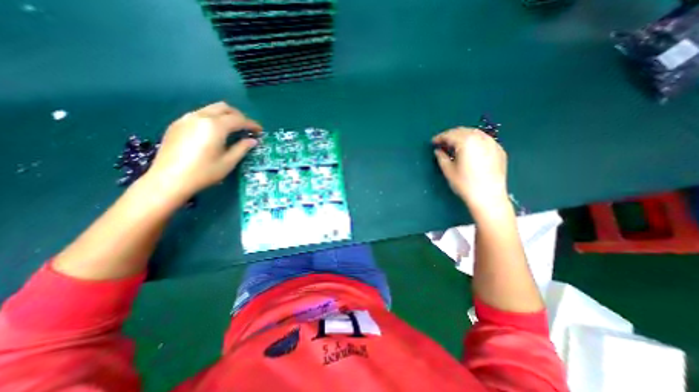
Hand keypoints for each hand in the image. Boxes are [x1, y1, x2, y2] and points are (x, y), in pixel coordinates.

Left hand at [144, 101, 261, 201]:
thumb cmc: (204, 173)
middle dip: (239, 116)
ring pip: (211, 109)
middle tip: (247, 128)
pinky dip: (212, 119)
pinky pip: (199, 115)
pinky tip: (214, 132)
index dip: (252, 124)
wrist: (168, 180)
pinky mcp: (177, 124)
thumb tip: (253, 140)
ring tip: (232, 130)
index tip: (260, 131)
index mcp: (215, 126)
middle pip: (224, 108)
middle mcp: (200, 117)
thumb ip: (242, 148)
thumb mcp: (228, 162)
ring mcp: (186, 119)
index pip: (239, 119)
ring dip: (225, 116)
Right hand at [432, 127, 508, 207]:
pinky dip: (474, 140)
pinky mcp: (499, 150)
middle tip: (443, 142)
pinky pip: (484, 139)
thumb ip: (441, 157)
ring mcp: (492, 143)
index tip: (433, 142)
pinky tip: (470, 149)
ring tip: (455, 145)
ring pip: (475, 133)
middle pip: (463, 131)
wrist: (488, 197)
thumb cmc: (465, 184)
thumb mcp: (448, 171)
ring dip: (463, 136)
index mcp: (466, 142)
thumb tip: (438, 151)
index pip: (450, 135)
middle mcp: (480, 138)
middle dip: (451, 135)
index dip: (440, 137)